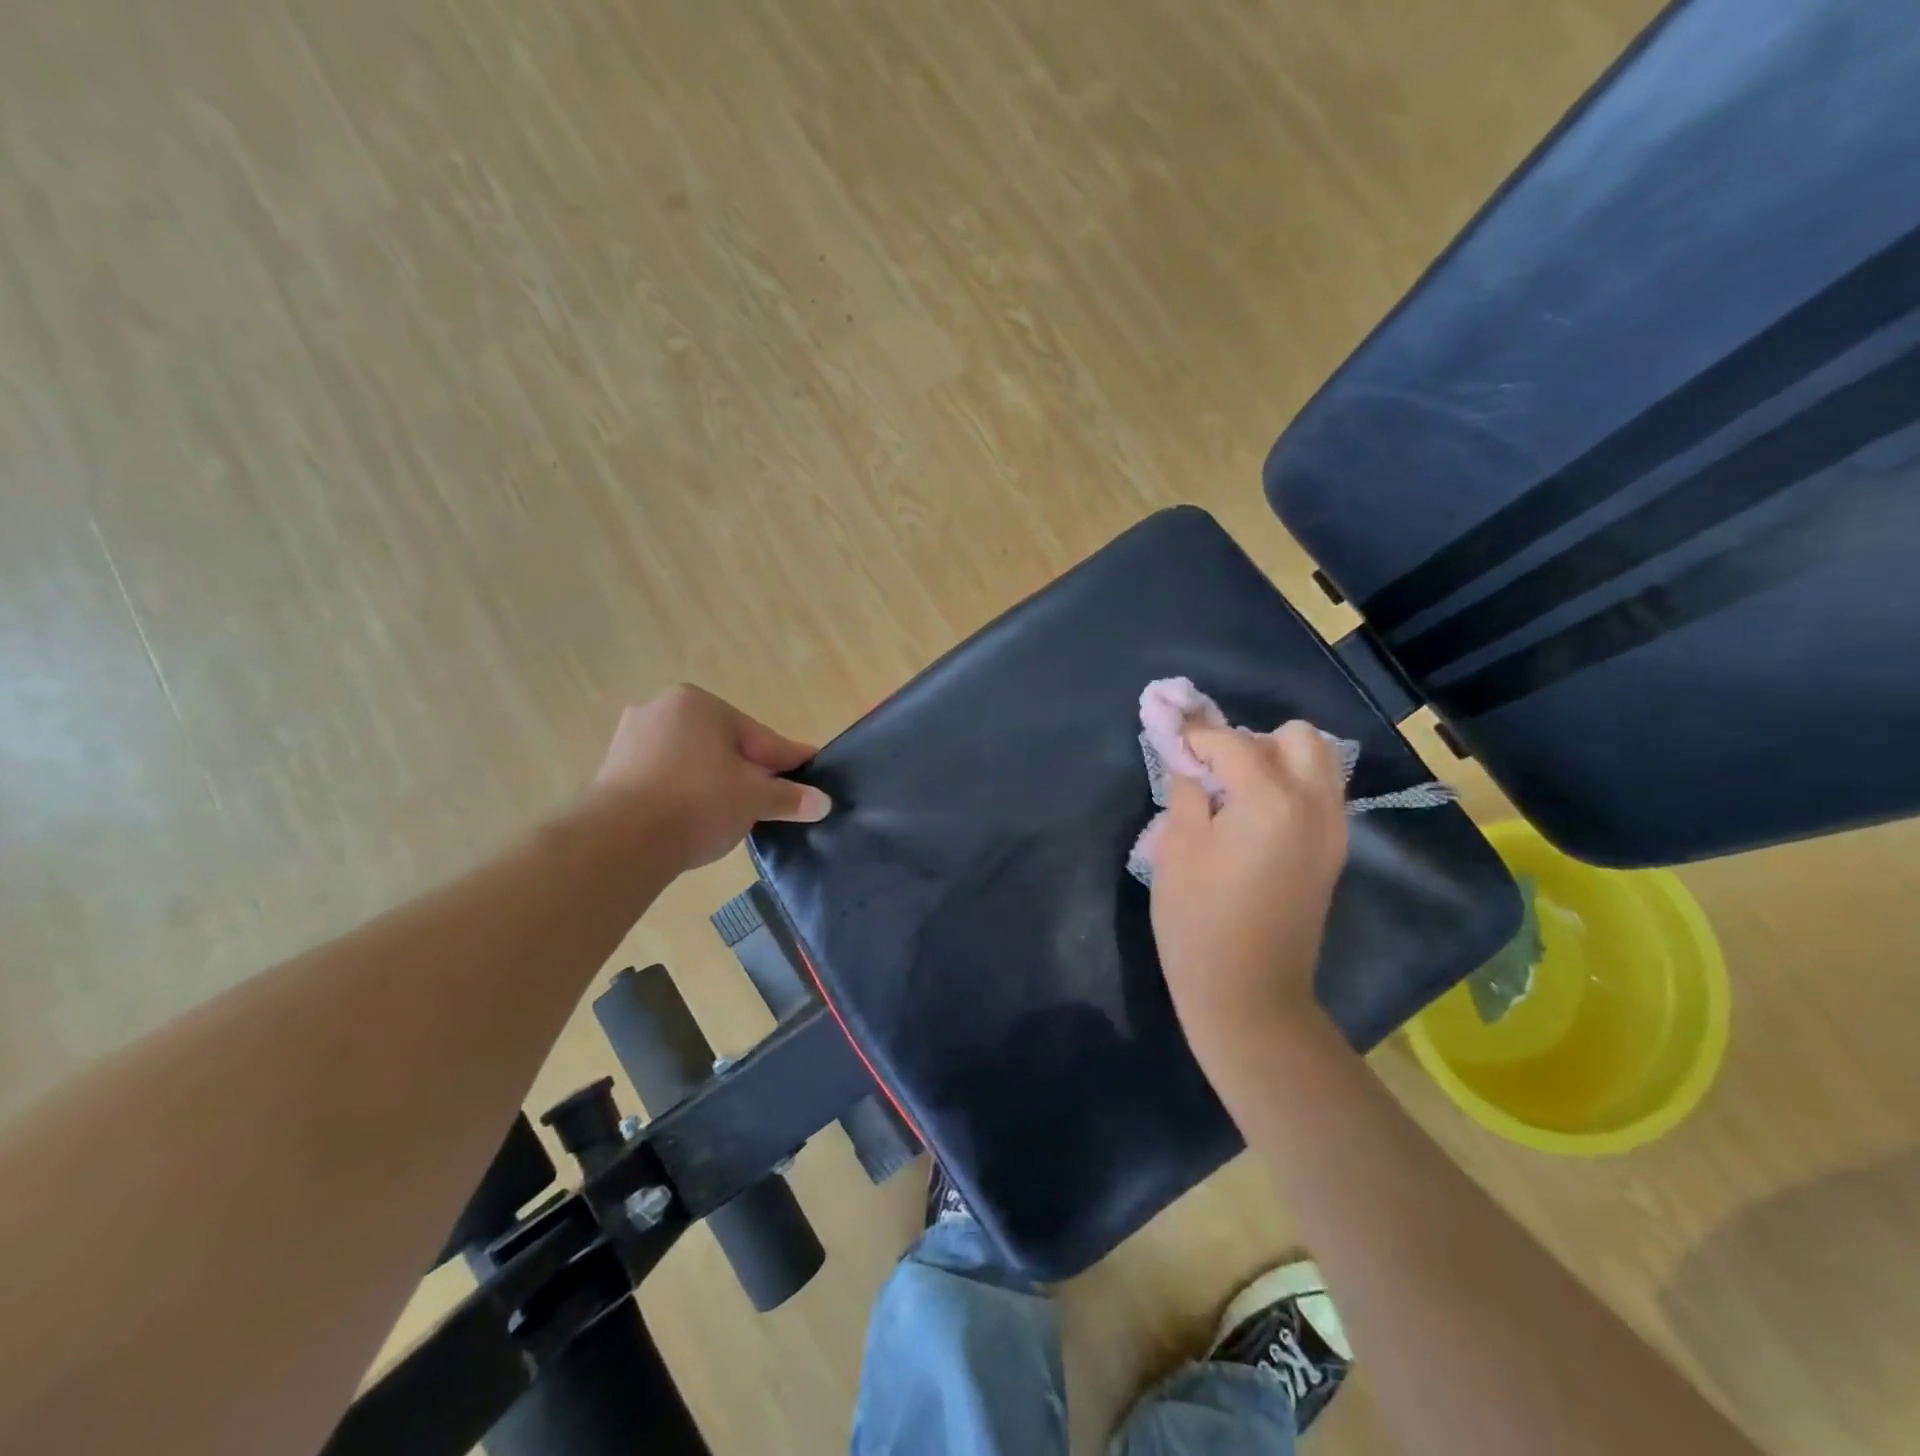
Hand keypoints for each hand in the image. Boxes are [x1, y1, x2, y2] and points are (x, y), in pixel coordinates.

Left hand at [590, 685, 831, 869]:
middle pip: (725, 746)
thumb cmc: (697, 802)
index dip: (790, 759)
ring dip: (718, 785)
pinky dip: (687, 795)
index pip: (760, 736)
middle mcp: (662, 710)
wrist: (619, 841)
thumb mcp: (754, 799)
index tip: (812, 770)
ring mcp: (631, 740)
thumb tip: (824, 802)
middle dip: (751, 773)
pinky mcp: (612, 772)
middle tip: (775, 801)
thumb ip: (790, 797)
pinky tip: (699, 819)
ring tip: (737, 815)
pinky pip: (667, 779)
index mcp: (699, 704)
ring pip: (695, 762)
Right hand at [1150, 721, 1349, 1056]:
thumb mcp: (1175, 849)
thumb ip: (1185, 792)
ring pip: (1317, 763)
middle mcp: (1315, 805)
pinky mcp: (1333, 853)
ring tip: (1234, 794)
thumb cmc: (1199, 922)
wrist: (1249, 995)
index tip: (1172, 741)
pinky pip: (1319, 795)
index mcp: (1272, 800)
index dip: (1197, 737)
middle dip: (1252, 741)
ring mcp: (1333, 830)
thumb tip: (1190, 765)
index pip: (1232, 742)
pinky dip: (1289, 789)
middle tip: (1215, 772)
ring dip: (1276, 762)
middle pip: (1297, 738)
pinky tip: (1253, 820)